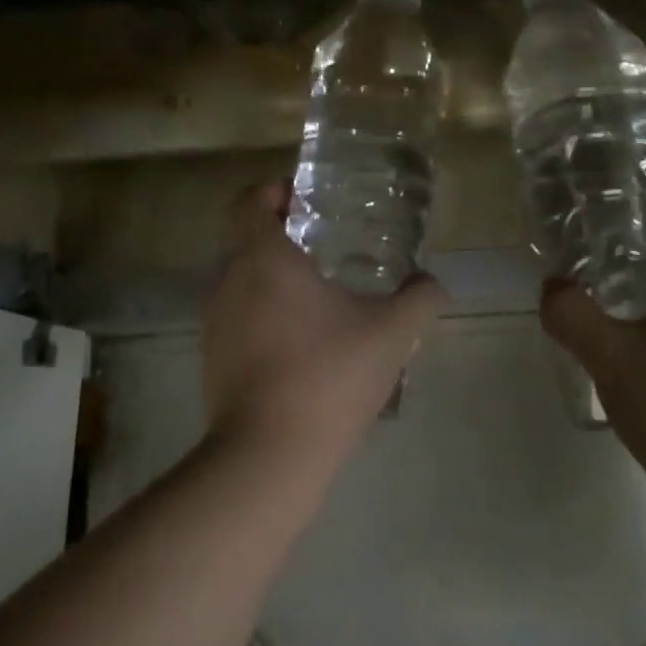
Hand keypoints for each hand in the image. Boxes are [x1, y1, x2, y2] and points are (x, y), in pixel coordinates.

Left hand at [203, 185, 445, 468]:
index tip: (304, 201)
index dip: (274, 191)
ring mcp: (215, 324)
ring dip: (274, 284)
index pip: (250, 201)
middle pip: (247, 243)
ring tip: (320, 303)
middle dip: (283, 241)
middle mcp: (228, 282)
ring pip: (243, 285)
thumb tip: (433, 283)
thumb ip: (419, 299)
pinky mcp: (213, 361)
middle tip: (326, 251)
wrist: (269, 453)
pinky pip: (239, 322)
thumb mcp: (392, 333)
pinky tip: (302, 348)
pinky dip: (265, 320)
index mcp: (263, 259)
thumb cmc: (328, 375)